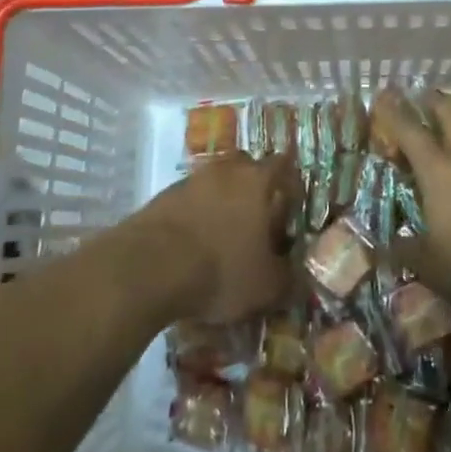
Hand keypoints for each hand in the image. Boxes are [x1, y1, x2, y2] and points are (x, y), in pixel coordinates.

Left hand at [132, 153, 300, 322]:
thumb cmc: (221, 269)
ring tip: (222, 236)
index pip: (282, 165)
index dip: (289, 183)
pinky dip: (195, 215)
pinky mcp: (163, 196)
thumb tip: (299, 278)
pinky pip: (189, 199)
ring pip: (215, 182)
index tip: (291, 205)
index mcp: (257, 180)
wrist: (150, 267)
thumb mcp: (266, 286)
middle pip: (245, 167)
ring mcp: (192, 179)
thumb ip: (288, 280)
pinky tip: (192, 244)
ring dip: (221, 201)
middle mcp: (226, 170)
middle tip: (256, 218)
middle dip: (252, 188)